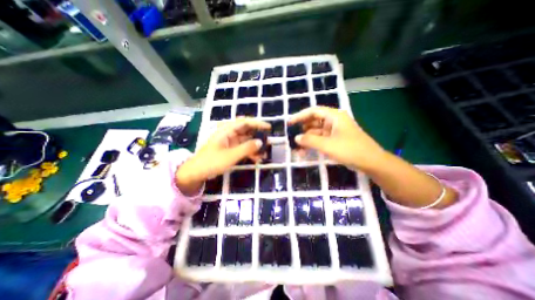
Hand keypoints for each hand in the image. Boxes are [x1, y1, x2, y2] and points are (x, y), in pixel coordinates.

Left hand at [177, 117, 272, 194]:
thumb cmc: (211, 162)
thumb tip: (260, 142)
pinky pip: (243, 148)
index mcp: (226, 130)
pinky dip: (250, 152)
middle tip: (269, 141)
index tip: (268, 127)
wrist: (196, 173)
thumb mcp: (231, 156)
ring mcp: (230, 142)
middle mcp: (229, 134)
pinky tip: (257, 158)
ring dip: (255, 146)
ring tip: (265, 153)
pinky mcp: (230, 150)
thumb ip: (246, 148)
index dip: (257, 123)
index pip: (245, 122)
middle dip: (258, 136)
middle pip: (247, 131)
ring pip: (246, 141)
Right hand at [291, 106, 386, 171]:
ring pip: (316, 132)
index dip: (300, 116)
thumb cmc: (350, 150)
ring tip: (297, 148)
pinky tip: (306, 151)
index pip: (313, 111)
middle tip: (292, 138)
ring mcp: (335, 131)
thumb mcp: (327, 145)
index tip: (289, 123)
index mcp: (334, 116)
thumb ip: (309, 140)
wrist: (371, 162)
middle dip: (302, 130)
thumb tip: (296, 138)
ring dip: (307, 139)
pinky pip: (321, 139)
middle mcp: (334, 121)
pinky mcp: (335, 139)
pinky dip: (313, 144)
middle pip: (314, 121)